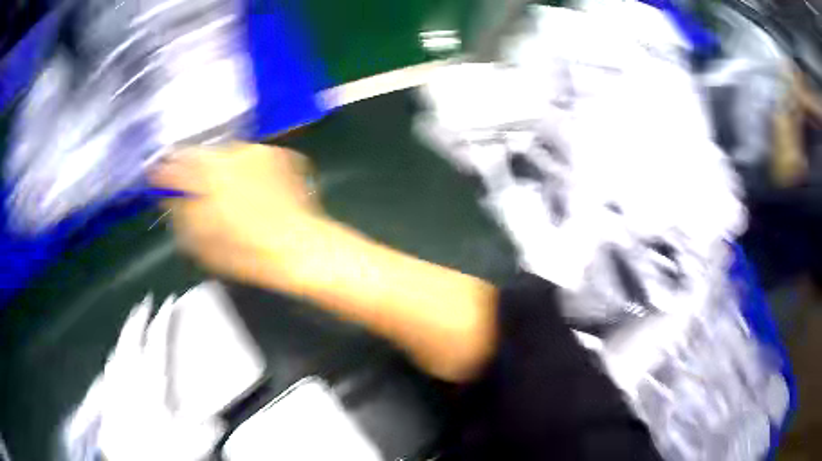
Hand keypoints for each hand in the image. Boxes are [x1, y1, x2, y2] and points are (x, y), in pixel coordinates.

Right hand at [152, 143, 323, 288]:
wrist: (298, 247)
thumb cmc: (245, 254)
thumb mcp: (201, 243)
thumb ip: (180, 214)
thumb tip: (169, 197)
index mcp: (204, 178)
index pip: (173, 166)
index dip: (162, 171)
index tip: (156, 176)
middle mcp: (228, 155)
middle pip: (199, 154)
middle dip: (190, 167)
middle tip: (190, 182)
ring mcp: (255, 150)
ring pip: (226, 153)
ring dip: (219, 167)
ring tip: (226, 189)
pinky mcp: (278, 152)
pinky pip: (251, 158)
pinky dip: (245, 168)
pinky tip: (252, 187)